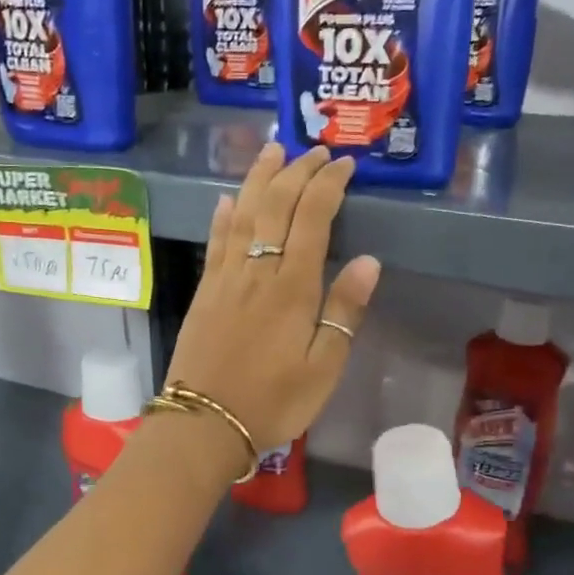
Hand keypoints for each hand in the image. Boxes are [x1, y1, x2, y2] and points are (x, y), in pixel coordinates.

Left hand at [165, 143, 380, 453]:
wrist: (205, 424)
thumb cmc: (273, 401)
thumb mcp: (323, 367)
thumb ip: (344, 312)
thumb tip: (369, 261)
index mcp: (292, 288)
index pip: (313, 219)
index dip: (329, 186)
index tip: (345, 164)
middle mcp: (257, 271)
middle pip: (276, 206)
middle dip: (298, 172)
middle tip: (316, 150)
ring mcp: (225, 278)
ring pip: (242, 213)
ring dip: (258, 179)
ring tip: (272, 150)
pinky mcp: (204, 291)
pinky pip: (215, 241)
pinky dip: (223, 215)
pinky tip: (227, 199)